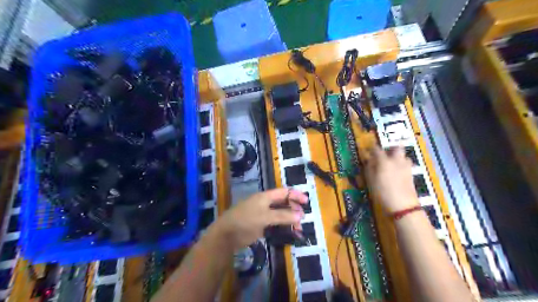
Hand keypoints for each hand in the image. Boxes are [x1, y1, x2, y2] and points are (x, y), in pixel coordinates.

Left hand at [214, 188, 306, 249]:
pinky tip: (289, 233)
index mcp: (265, 197)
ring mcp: (263, 215)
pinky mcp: (261, 225)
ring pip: (280, 214)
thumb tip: (300, 216)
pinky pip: (275, 224)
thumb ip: (282, 216)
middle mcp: (265, 204)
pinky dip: (283, 228)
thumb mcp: (264, 217)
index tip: (306, 202)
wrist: (227, 235)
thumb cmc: (245, 220)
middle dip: (294, 209)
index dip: (295, 195)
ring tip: (298, 229)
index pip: (284, 192)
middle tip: (302, 218)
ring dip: (289, 220)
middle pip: (283, 203)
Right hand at [366, 145, 419, 212]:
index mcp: (384, 161)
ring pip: (404, 156)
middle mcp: (396, 161)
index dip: (372, 149)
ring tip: (391, 164)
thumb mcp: (370, 181)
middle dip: (390, 149)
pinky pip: (406, 165)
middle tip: (384, 154)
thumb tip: (368, 161)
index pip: (377, 149)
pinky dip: (401, 166)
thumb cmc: (382, 193)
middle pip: (397, 147)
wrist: (402, 206)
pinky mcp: (411, 174)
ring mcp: (406, 167)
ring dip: (398, 157)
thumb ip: (369, 168)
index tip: (368, 151)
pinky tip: (397, 173)